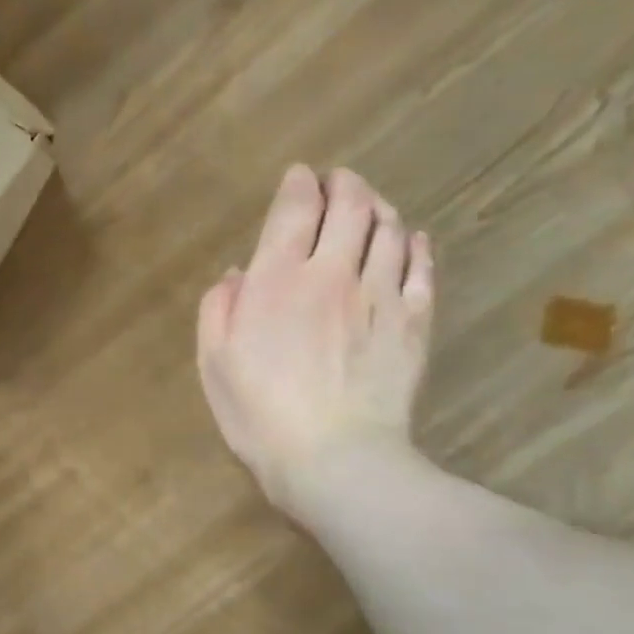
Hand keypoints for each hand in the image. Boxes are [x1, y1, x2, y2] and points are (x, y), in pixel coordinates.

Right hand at [197, 166, 434, 518]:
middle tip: (338, 181)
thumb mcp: (214, 362)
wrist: (334, 457)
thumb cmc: (259, 413)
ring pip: (388, 230)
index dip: (298, 184)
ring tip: (371, 205)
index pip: (294, 209)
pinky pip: (420, 269)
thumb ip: (219, 309)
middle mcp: (331, 273)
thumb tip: (236, 273)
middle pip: (350, 206)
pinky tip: (411, 240)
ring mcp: (379, 295)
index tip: (299, 177)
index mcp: (276, 280)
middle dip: (343, 184)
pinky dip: (415, 246)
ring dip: (379, 207)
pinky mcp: (412, 322)